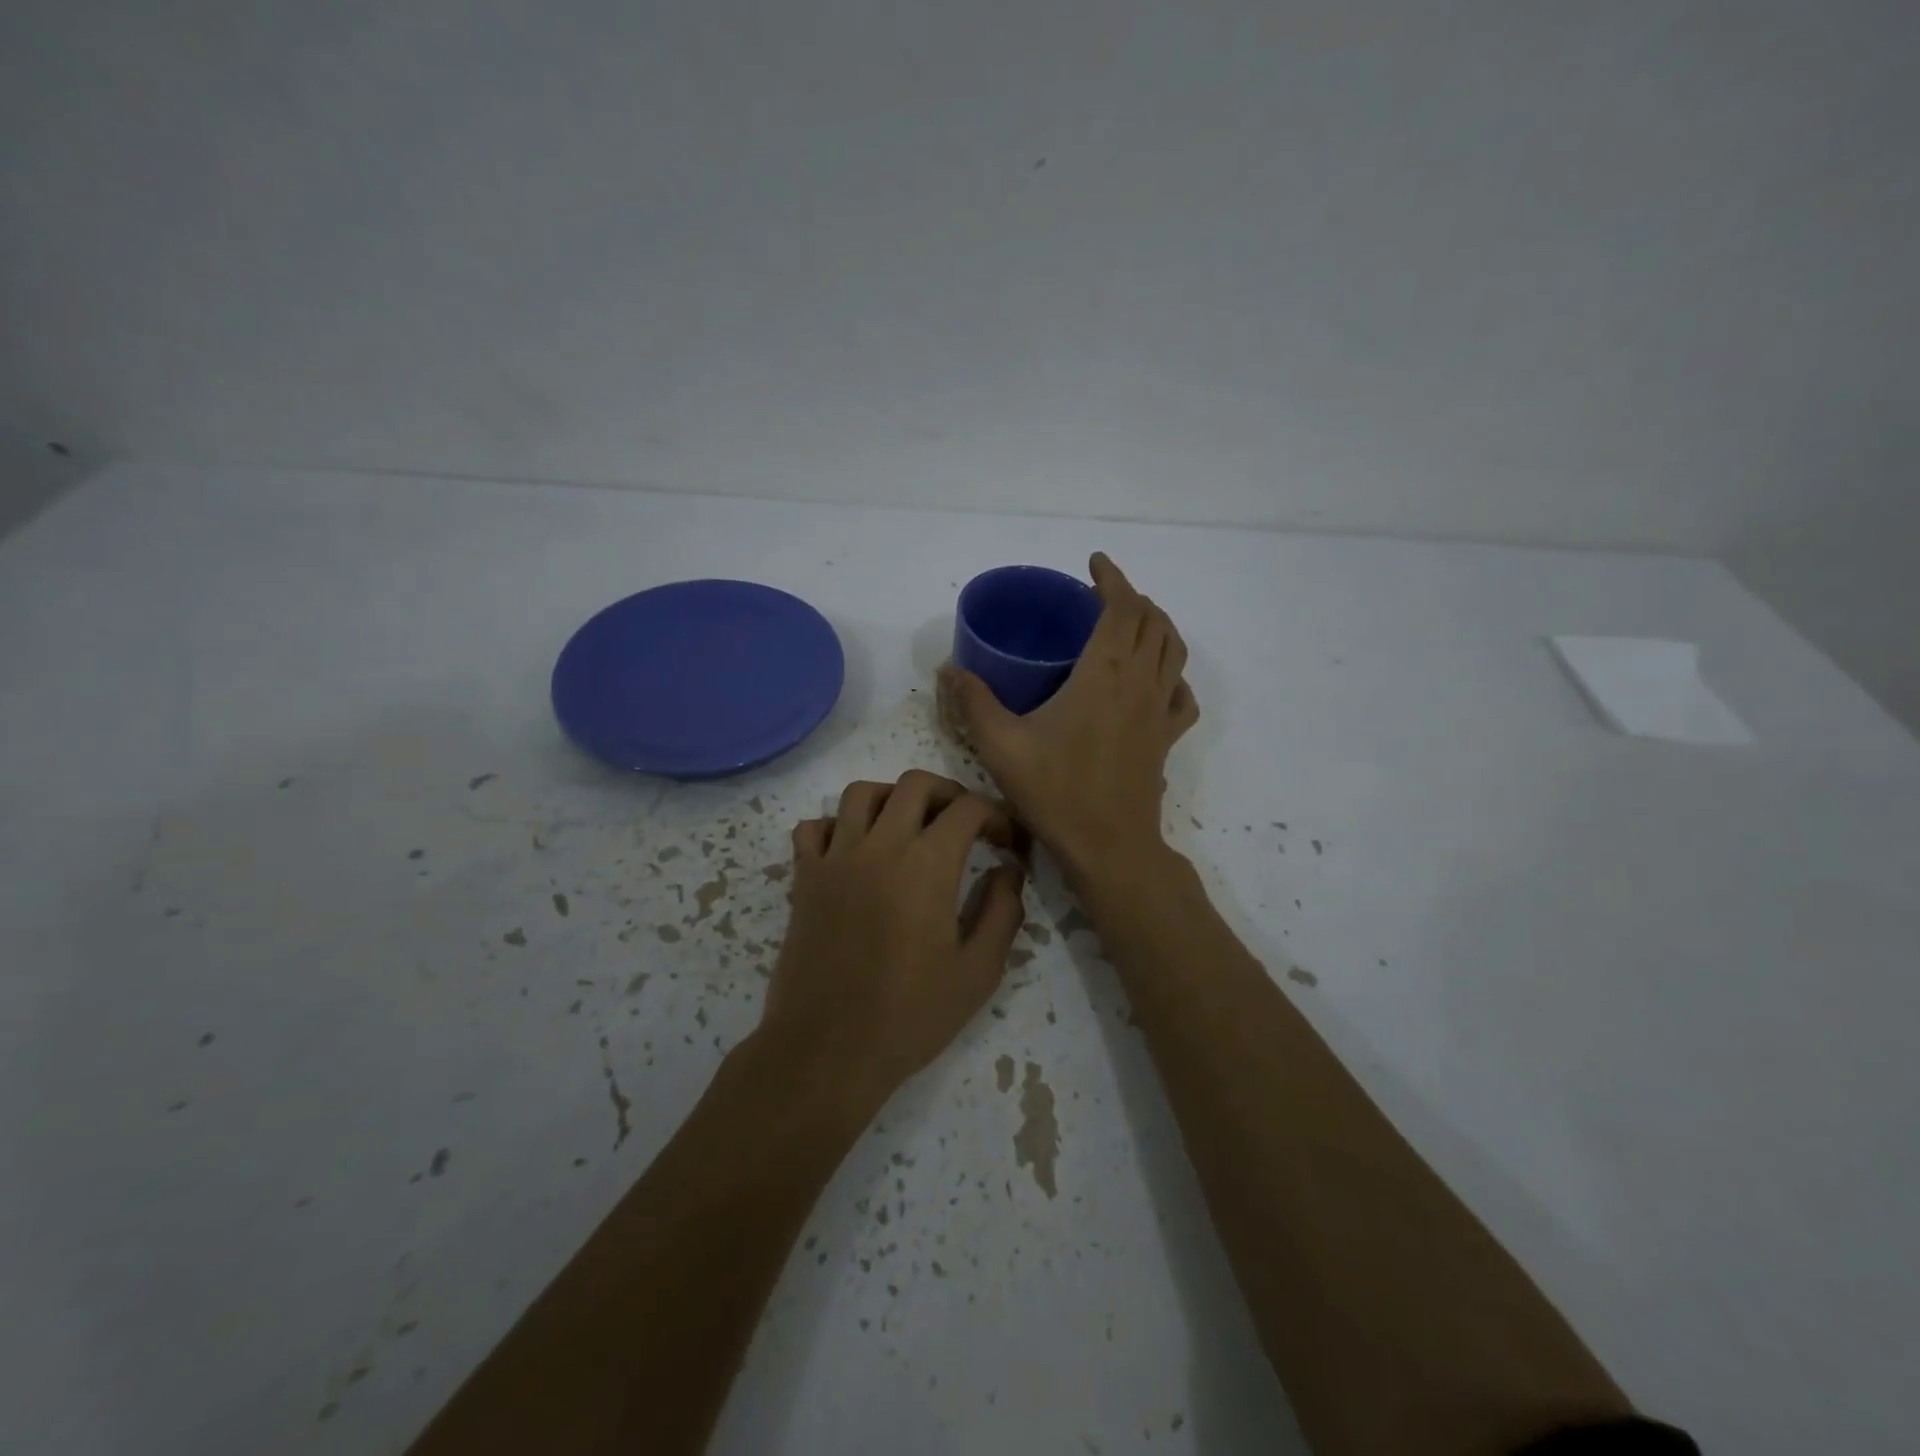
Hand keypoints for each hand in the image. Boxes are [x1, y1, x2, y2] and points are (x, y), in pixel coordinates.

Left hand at [759, 771, 1027, 1105]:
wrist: (828, 1050)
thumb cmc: (910, 1015)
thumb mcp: (979, 971)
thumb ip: (1001, 911)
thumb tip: (1007, 870)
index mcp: (927, 864)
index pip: (968, 808)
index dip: (996, 816)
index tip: (1007, 844)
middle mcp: (880, 845)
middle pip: (915, 784)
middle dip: (949, 794)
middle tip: (964, 824)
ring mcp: (836, 858)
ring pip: (862, 793)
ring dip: (892, 798)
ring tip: (909, 827)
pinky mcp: (804, 878)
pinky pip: (814, 827)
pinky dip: (836, 825)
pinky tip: (854, 851)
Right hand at [940, 553, 1197, 883]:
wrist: (1109, 846)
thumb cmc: (1056, 791)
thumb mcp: (1001, 745)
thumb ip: (973, 702)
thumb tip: (949, 669)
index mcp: (1104, 673)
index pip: (1122, 607)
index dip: (1112, 578)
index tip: (1095, 564)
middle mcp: (1140, 682)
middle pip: (1153, 621)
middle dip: (1133, 597)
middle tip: (1103, 595)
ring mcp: (1159, 710)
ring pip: (1173, 650)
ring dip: (1157, 626)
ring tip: (1133, 623)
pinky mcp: (1167, 737)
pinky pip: (1181, 693)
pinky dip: (1172, 674)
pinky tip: (1155, 680)